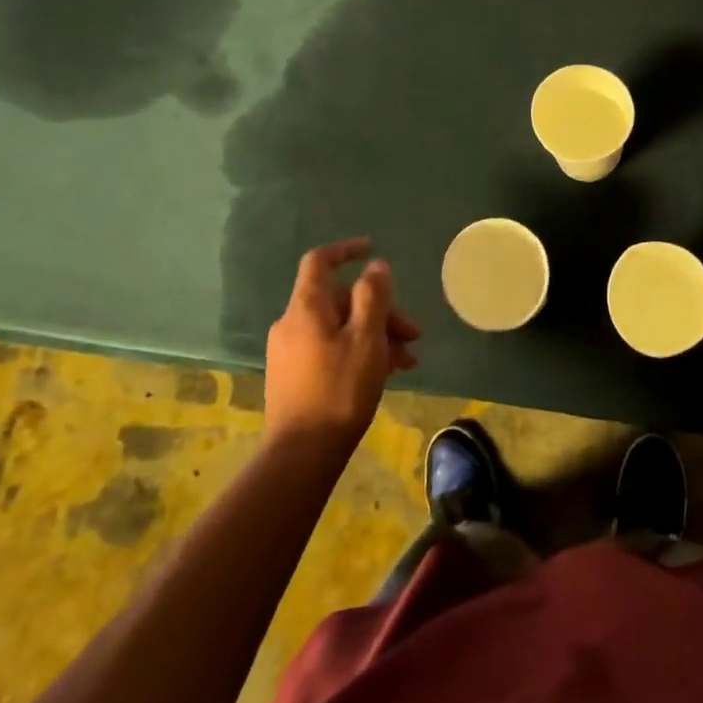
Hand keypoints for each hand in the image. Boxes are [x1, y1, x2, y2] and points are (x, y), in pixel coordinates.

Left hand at [265, 239, 420, 445]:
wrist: (302, 453)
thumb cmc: (340, 389)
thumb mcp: (367, 337)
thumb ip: (374, 296)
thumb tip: (375, 266)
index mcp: (306, 308)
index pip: (320, 262)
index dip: (346, 250)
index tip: (373, 249)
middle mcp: (292, 323)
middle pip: (341, 300)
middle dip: (380, 309)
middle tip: (413, 334)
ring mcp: (290, 351)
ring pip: (340, 327)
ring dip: (376, 335)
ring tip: (407, 361)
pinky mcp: (293, 375)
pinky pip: (331, 347)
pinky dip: (359, 351)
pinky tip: (385, 373)